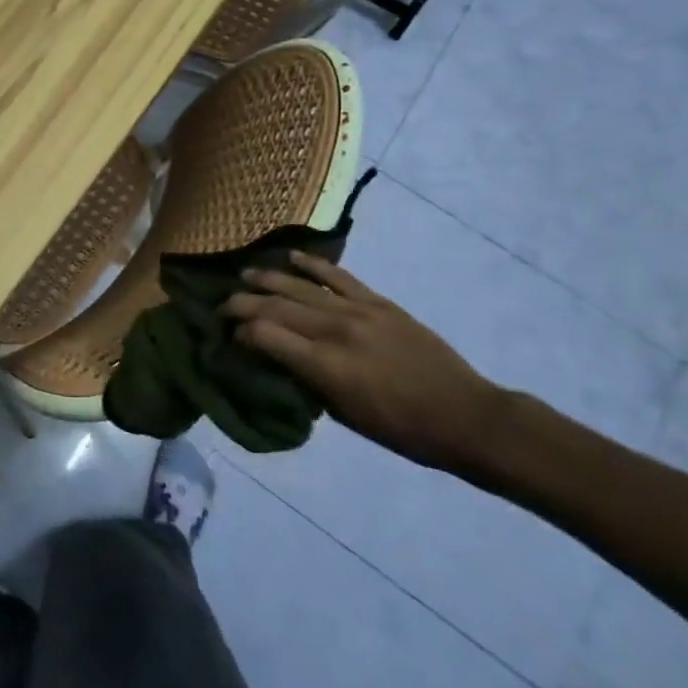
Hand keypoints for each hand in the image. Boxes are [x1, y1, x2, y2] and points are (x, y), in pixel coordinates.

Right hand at [224, 251, 505, 472]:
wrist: (465, 416)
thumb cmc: (402, 430)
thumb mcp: (345, 416)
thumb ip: (308, 382)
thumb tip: (279, 359)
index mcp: (325, 366)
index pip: (265, 336)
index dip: (241, 332)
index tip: (230, 336)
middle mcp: (335, 331)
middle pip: (276, 307)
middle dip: (243, 303)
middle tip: (223, 304)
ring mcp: (358, 311)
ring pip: (300, 286)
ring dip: (268, 279)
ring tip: (245, 275)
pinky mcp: (378, 302)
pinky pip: (338, 276)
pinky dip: (313, 264)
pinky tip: (292, 257)